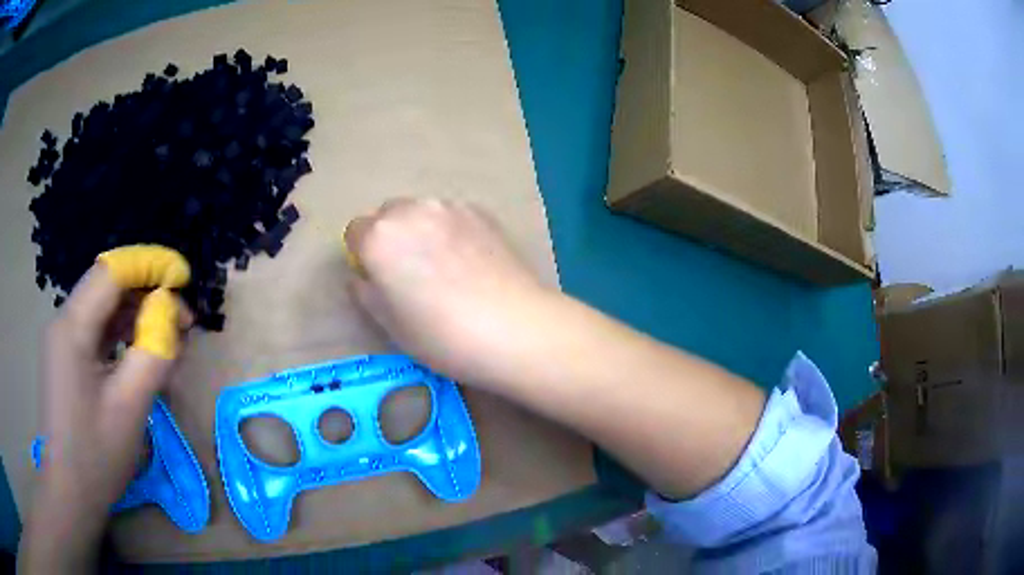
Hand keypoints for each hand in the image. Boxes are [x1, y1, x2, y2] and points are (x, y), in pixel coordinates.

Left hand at [20, 246, 189, 572]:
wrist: (69, 493)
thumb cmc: (95, 456)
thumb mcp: (129, 409)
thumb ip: (152, 353)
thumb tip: (171, 313)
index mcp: (73, 327)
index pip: (111, 271)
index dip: (149, 265)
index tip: (183, 277)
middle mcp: (64, 322)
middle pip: (107, 289)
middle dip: (147, 296)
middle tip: (182, 324)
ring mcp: (63, 342)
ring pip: (103, 311)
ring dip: (136, 318)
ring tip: (168, 342)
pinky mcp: (67, 360)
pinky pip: (97, 334)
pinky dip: (122, 338)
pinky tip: (141, 356)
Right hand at [344, 198, 553, 383]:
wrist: (512, 327)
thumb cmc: (440, 335)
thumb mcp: (388, 323)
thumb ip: (365, 291)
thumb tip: (364, 275)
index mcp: (379, 236)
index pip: (355, 232)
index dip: (363, 256)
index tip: (380, 279)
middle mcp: (410, 210)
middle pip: (387, 215)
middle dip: (389, 237)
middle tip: (410, 273)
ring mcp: (449, 207)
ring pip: (420, 212)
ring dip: (419, 230)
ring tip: (443, 266)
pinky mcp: (481, 211)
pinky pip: (451, 215)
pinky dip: (450, 230)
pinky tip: (469, 260)